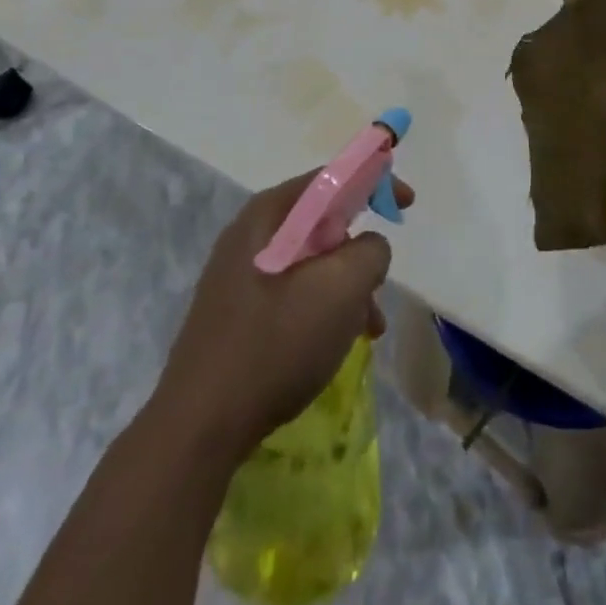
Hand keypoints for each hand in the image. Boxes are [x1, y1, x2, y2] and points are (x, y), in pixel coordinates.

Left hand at [155, 171, 413, 457]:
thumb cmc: (276, 344)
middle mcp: (250, 234)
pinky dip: (321, 308)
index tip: (406, 204)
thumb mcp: (341, 290)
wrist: (199, 426)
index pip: (330, 178)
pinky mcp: (235, 311)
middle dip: (358, 252)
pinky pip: (291, 292)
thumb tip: (369, 248)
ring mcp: (238, 273)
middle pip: (321, 223)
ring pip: (310, 263)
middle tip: (378, 287)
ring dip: (345, 288)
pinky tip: (333, 345)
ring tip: (365, 329)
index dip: (374, 182)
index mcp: (269, 214)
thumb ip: (370, 251)